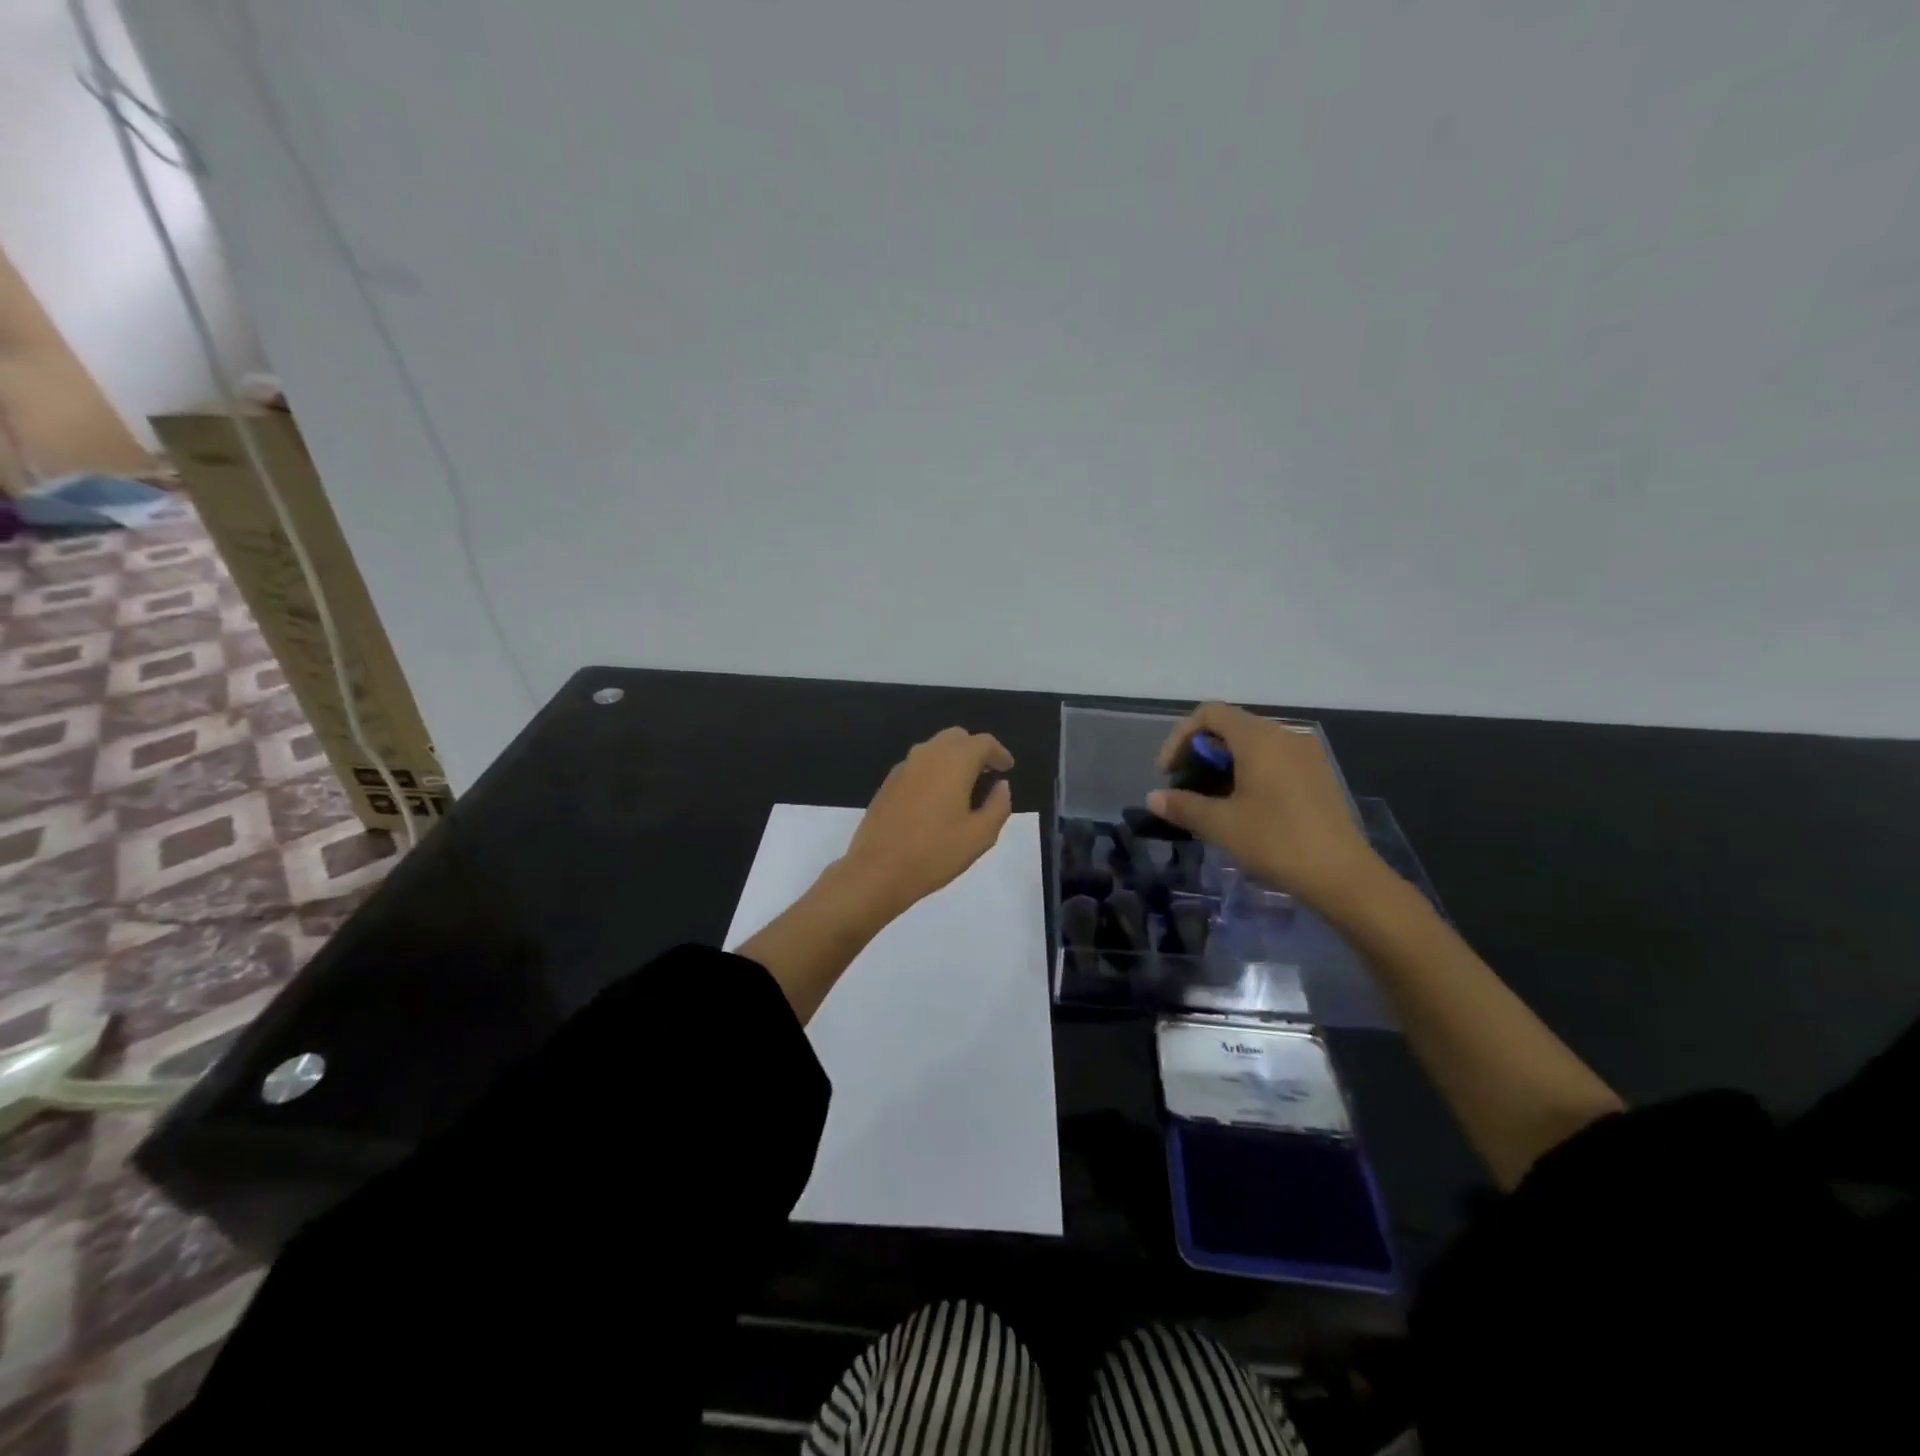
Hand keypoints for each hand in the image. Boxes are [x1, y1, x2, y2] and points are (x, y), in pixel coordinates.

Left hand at [839, 727, 1015, 919]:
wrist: (877, 871)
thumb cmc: (934, 853)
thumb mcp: (980, 836)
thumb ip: (998, 806)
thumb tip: (1001, 786)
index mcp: (953, 762)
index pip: (983, 742)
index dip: (999, 753)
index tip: (1007, 769)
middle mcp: (927, 755)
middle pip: (956, 738)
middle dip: (975, 750)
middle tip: (987, 774)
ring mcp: (903, 767)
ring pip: (934, 748)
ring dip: (953, 759)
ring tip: (965, 787)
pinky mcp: (888, 783)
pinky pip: (918, 765)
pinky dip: (934, 770)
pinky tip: (937, 799)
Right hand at [1148, 702, 1385, 915]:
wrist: (1342, 874)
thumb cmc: (1275, 841)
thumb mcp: (1220, 824)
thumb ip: (1183, 805)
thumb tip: (1153, 798)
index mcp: (1258, 738)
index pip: (1209, 714)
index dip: (1180, 737)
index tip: (1169, 773)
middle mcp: (1284, 735)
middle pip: (1230, 727)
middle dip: (1200, 753)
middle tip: (1186, 788)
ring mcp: (1306, 754)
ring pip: (1253, 744)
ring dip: (1224, 765)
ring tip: (1211, 800)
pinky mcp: (1318, 774)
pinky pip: (1274, 759)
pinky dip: (1249, 772)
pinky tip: (1243, 806)